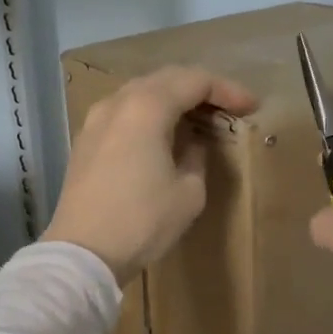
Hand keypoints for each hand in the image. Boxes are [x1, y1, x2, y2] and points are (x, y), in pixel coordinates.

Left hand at [43, 65, 258, 286]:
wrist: (82, 254)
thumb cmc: (142, 221)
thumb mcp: (188, 192)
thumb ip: (197, 156)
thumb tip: (192, 143)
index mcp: (147, 107)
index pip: (195, 81)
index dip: (227, 90)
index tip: (250, 106)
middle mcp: (118, 102)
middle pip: (166, 79)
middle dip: (201, 89)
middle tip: (229, 108)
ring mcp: (96, 119)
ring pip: (142, 92)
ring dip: (173, 99)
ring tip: (199, 118)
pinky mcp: (85, 140)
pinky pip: (124, 111)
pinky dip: (150, 113)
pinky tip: (165, 133)